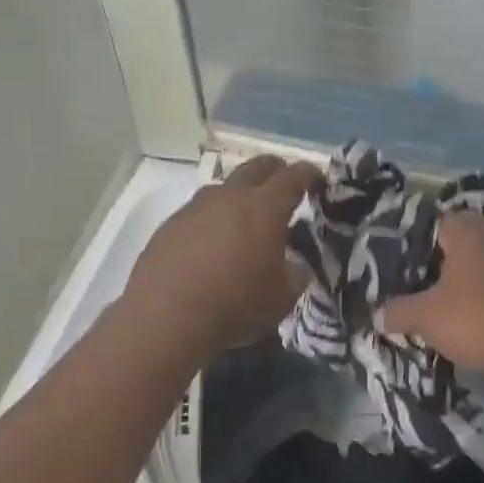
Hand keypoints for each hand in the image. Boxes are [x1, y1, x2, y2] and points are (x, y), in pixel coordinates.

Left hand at [123, 156, 320, 357]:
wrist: (166, 316)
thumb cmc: (236, 304)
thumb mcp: (282, 296)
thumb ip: (295, 273)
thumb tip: (294, 264)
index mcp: (265, 207)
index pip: (294, 176)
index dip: (309, 173)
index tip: (317, 178)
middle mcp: (230, 196)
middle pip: (257, 166)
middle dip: (275, 170)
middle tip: (284, 184)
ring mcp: (195, 206)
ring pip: (224, 186)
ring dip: (239, 194)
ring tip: (245, 217)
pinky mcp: (170, 224)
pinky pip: (199, 211)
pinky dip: (212, 218)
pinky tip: (211, 242)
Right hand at [381, 212, 483, 370]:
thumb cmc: (473, 317)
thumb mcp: (425, 316)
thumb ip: (398, 311)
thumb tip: (376, 315)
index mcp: (465, 231)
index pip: (431, 220)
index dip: (410, 237)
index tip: (393, 255)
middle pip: (453, 239)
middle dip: (433, 255)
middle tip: (410, 274)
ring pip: (471, 258)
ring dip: (454, 272)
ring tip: (428, 290)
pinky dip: (471, 286)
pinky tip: (454, 304)